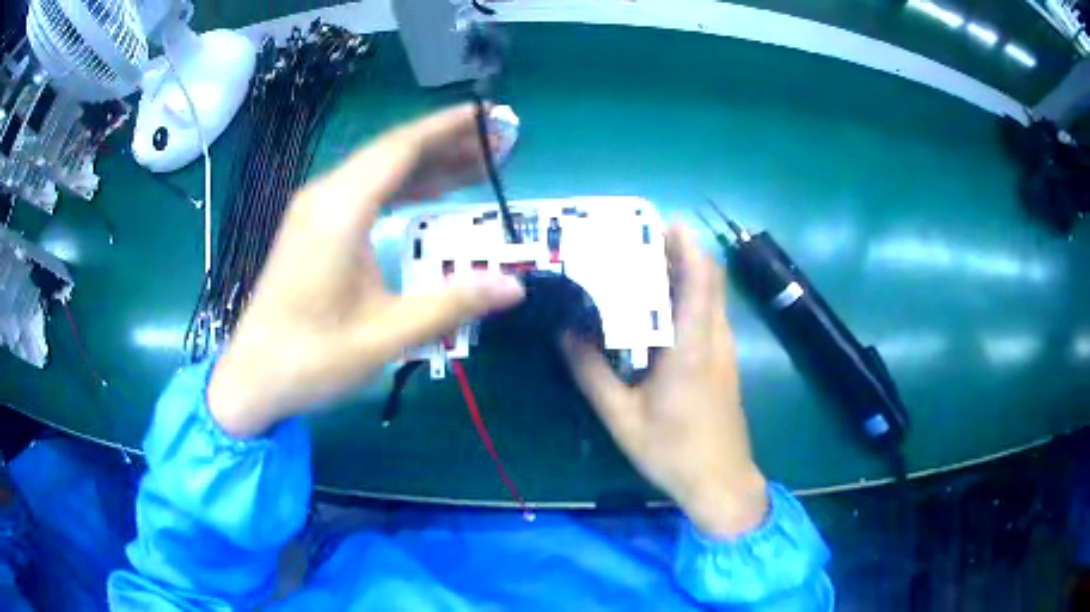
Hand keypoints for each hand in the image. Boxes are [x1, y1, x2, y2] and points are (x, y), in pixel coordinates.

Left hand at [208, 105, 524, 437]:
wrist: (253, 377)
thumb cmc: (311, 358)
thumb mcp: (385, 336)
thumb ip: (451, 305)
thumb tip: (514, 287)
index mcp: (340, 211)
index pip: (402, 149)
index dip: (449, 128)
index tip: (490, 114)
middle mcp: (326, 197)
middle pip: (393, 153)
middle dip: (449, 143)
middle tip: (500, 141)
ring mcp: (316, 210)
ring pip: (380, 171)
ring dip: (429, 165)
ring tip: (480, 164)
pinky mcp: (314, 227)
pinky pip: (366, 192)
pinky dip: (403, 187)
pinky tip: (431, 192)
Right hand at [562, 226, 767, 537]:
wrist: (720, 481)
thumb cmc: (672, 451)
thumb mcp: (621, 417)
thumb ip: (591, 373)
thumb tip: (565, 333)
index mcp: (691, 347)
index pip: (700, 279)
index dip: (686, 245)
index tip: (661, 223)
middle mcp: (714, 339)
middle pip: (708, 279)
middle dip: (680, 252)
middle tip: (640, 241)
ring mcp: (724, 351)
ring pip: (710, 296)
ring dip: (684, 274)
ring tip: (645, 267)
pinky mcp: (723, 363)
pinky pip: (709, 316)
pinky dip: (689, 299)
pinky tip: (659, 311)